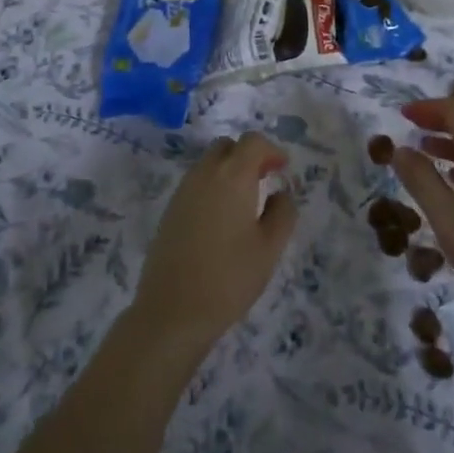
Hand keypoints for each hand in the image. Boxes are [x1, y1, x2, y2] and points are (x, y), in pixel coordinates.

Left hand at [130, 132, 297, 358]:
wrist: (172, 311)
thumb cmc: (229, 278)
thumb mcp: (269, 249)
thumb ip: (283, 213)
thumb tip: (281, 193)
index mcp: (232, 176)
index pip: (252, 141)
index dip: (271, 149)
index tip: (283, 169)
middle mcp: (205, 174)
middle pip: (227, 146)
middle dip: (248, 156)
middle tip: (265, 179)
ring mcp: (183, 190)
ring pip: (209, 163)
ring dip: (229, 170)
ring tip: (245, 201)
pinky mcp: (170, 209)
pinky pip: (196, 183)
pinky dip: (213, 186)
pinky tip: (221, 219)